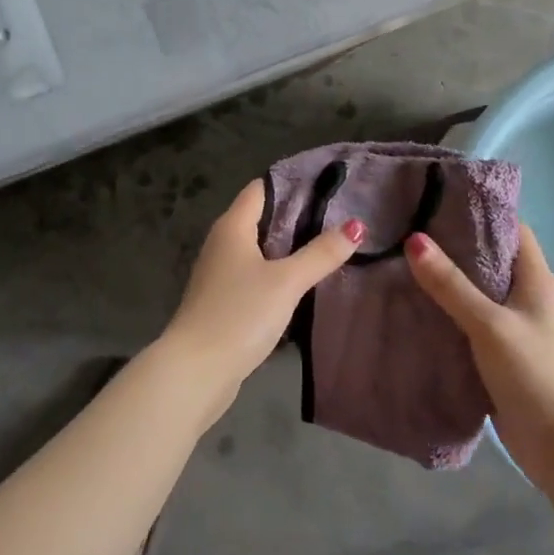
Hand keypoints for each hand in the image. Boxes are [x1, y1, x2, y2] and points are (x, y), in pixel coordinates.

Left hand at [162, 179, 363, 397]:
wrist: (197, 370)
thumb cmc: (239, 314)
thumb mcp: (286, 282)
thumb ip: (320, 253)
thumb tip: (356, 225)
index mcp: (232, 226)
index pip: (261, 189)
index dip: (291, 184)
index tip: (327, 185)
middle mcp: (222, 243)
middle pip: (261, 218)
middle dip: (296, 217)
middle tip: (338, 216)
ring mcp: (220, 274)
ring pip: (259, 250)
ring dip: (289, 248)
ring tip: (328, 246)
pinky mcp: (224, 301)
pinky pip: (255, 276)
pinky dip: (278, 274)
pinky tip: (303, 284)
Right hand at [405, 223, 553, 474]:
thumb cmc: (538, 376)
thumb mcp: (491, 325)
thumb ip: (452, 285)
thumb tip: (414, 239)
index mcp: (535, 281)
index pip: (510, 229)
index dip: (478, 211)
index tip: (437, 199)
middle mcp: (526, 299)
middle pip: (488, 259)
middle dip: (452, 244)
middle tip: (406, 228)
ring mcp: (514, 329)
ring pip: (476, 293)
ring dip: (445, 281)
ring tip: (399, 262)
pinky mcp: (500, 357)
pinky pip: (468, 324)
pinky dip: (445, 314)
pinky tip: (413, 309)